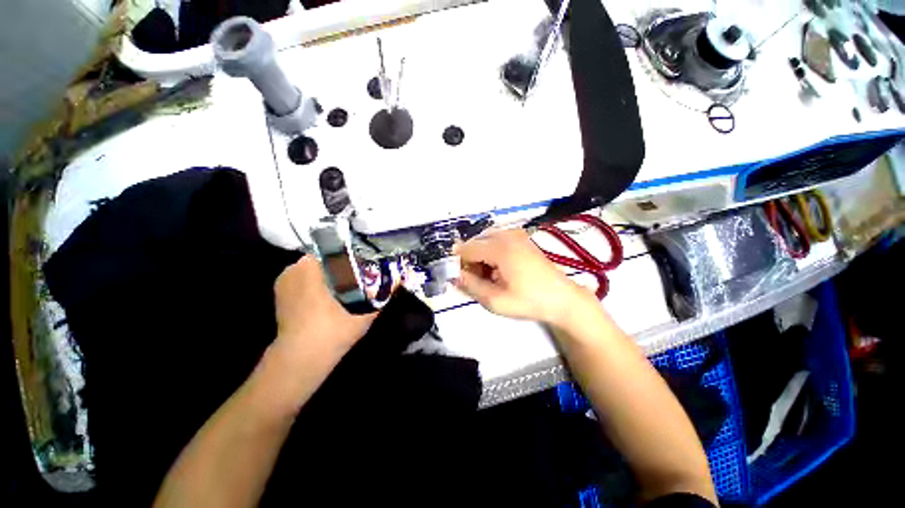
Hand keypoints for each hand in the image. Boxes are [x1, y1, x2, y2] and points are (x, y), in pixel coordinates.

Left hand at [273, 256, 375, 368]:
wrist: (301, 358)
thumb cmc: (333, 329)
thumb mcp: (365, 311)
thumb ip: (383, 293)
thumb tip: (398, 279)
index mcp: (311, 267)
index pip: (334, 249)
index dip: (351, 255)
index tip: (364, 262)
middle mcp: (294, 268)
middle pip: (323, 258)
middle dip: (339, 264)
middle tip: (356, 274)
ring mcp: (283, 281)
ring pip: (312, 269)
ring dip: (327, 273)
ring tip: (343, 284)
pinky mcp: (279, 294)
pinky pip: (301, 279)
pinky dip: (314, 283)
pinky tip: (327, 295)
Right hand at [454, 229, 593, 326]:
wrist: (562, 298)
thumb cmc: (529, 301)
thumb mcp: (495, 300)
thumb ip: (470, 286)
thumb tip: (453, 275)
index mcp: (500, 248)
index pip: (465, 249)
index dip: (458, 264)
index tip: (461, 280)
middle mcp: (506, 234)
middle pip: (475, 243)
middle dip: (470, 261)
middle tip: (478, 281)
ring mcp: (515, 234)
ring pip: (484, 241)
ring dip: (480, 258)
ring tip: (489, 278)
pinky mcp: (521, 238)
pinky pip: (496, 241)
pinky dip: (491, 254)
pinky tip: (499, 270)